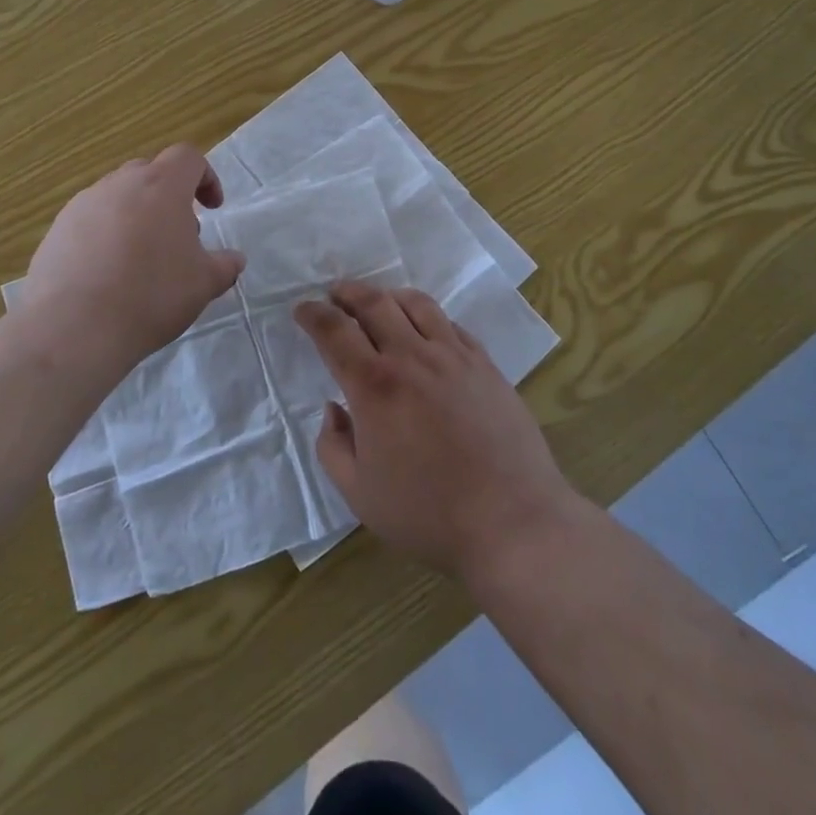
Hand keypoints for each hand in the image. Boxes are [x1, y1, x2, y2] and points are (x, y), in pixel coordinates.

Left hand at [20, 144, 245, 372]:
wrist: (74, 326)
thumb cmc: (151, 295)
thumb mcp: (203, 284)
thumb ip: (224, 265)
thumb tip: (233, 259)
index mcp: (161, 185)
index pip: (187, 157)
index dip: (205, 177)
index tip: (212, 209)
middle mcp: (119, 184)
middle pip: (150, 173)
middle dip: (169, 197)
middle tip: (177, 237)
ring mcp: (82, 204)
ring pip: (117, 196)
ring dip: (135, 216)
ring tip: (140, 260)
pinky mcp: (57, 230)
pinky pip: (90, 221)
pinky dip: (105, 236)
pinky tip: (107, 275)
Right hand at [294, 281, 581, 581]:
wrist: (512, 521)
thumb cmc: (429, 513)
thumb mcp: (360, 494)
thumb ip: (333, 447)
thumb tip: (334, 409)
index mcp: (375, 386)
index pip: (334, 331)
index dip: (313, 314)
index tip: (303, 309)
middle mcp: (412, 357)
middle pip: (374, 303)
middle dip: (347, 292)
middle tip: (335, 294)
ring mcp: (453, 356)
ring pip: (416, 303)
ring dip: (389, 296)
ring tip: (380, 303)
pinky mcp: (485, 364)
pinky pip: (451, 325)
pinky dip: (429, 317)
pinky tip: (426, 331)